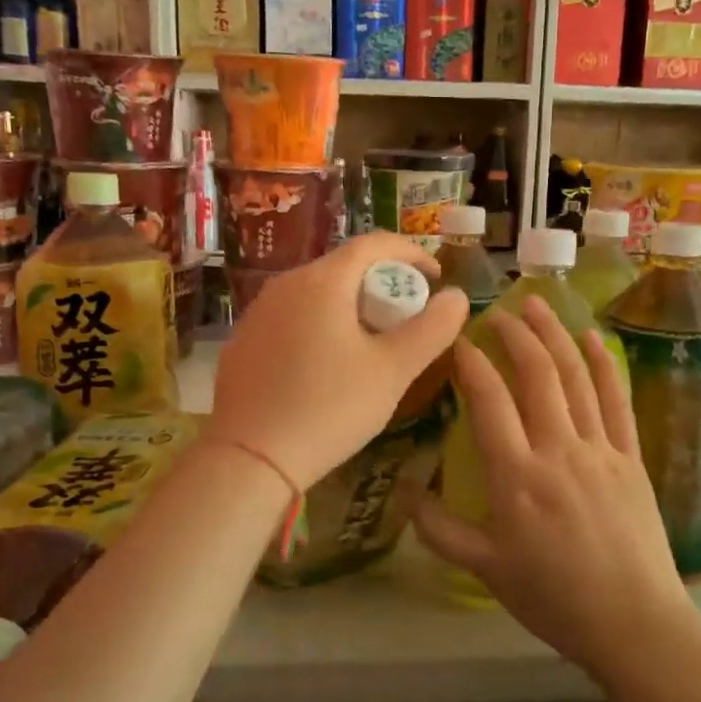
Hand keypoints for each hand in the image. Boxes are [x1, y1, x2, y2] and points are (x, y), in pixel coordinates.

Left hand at [208, 233, 468, 491]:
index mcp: (323, 281)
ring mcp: (258, 312)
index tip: (436, 277)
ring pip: (316, 292)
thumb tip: (457, 296)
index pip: (374, 243)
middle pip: (344, 266)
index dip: (412, 253)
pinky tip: (326, 365)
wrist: (250, 459)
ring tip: (370, 343)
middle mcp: (285, 284)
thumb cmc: (329, 408)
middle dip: (383, 283)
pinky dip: (319, 324)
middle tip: (407, 318)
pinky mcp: (243, 340)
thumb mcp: (393, 371)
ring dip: (350, 305)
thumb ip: (432, 329)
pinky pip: (292, 317)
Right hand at [411, 297, 698, 678]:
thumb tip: (405, 492)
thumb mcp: (485, 569)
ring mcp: (600, 450)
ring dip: (556, 335)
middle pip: (537, 375)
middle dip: (515, 335)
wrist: (634, 623)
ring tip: (537, 306)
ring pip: (576, 377)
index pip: (489, 400)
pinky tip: (592, 337)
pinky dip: (604, 364)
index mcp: (517, 477)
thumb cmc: (554, 599)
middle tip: (497, 310)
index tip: (457, 340)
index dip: (471, 362)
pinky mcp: (631, 457)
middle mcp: (558, 450)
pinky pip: (617, 400)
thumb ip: (440, 530)